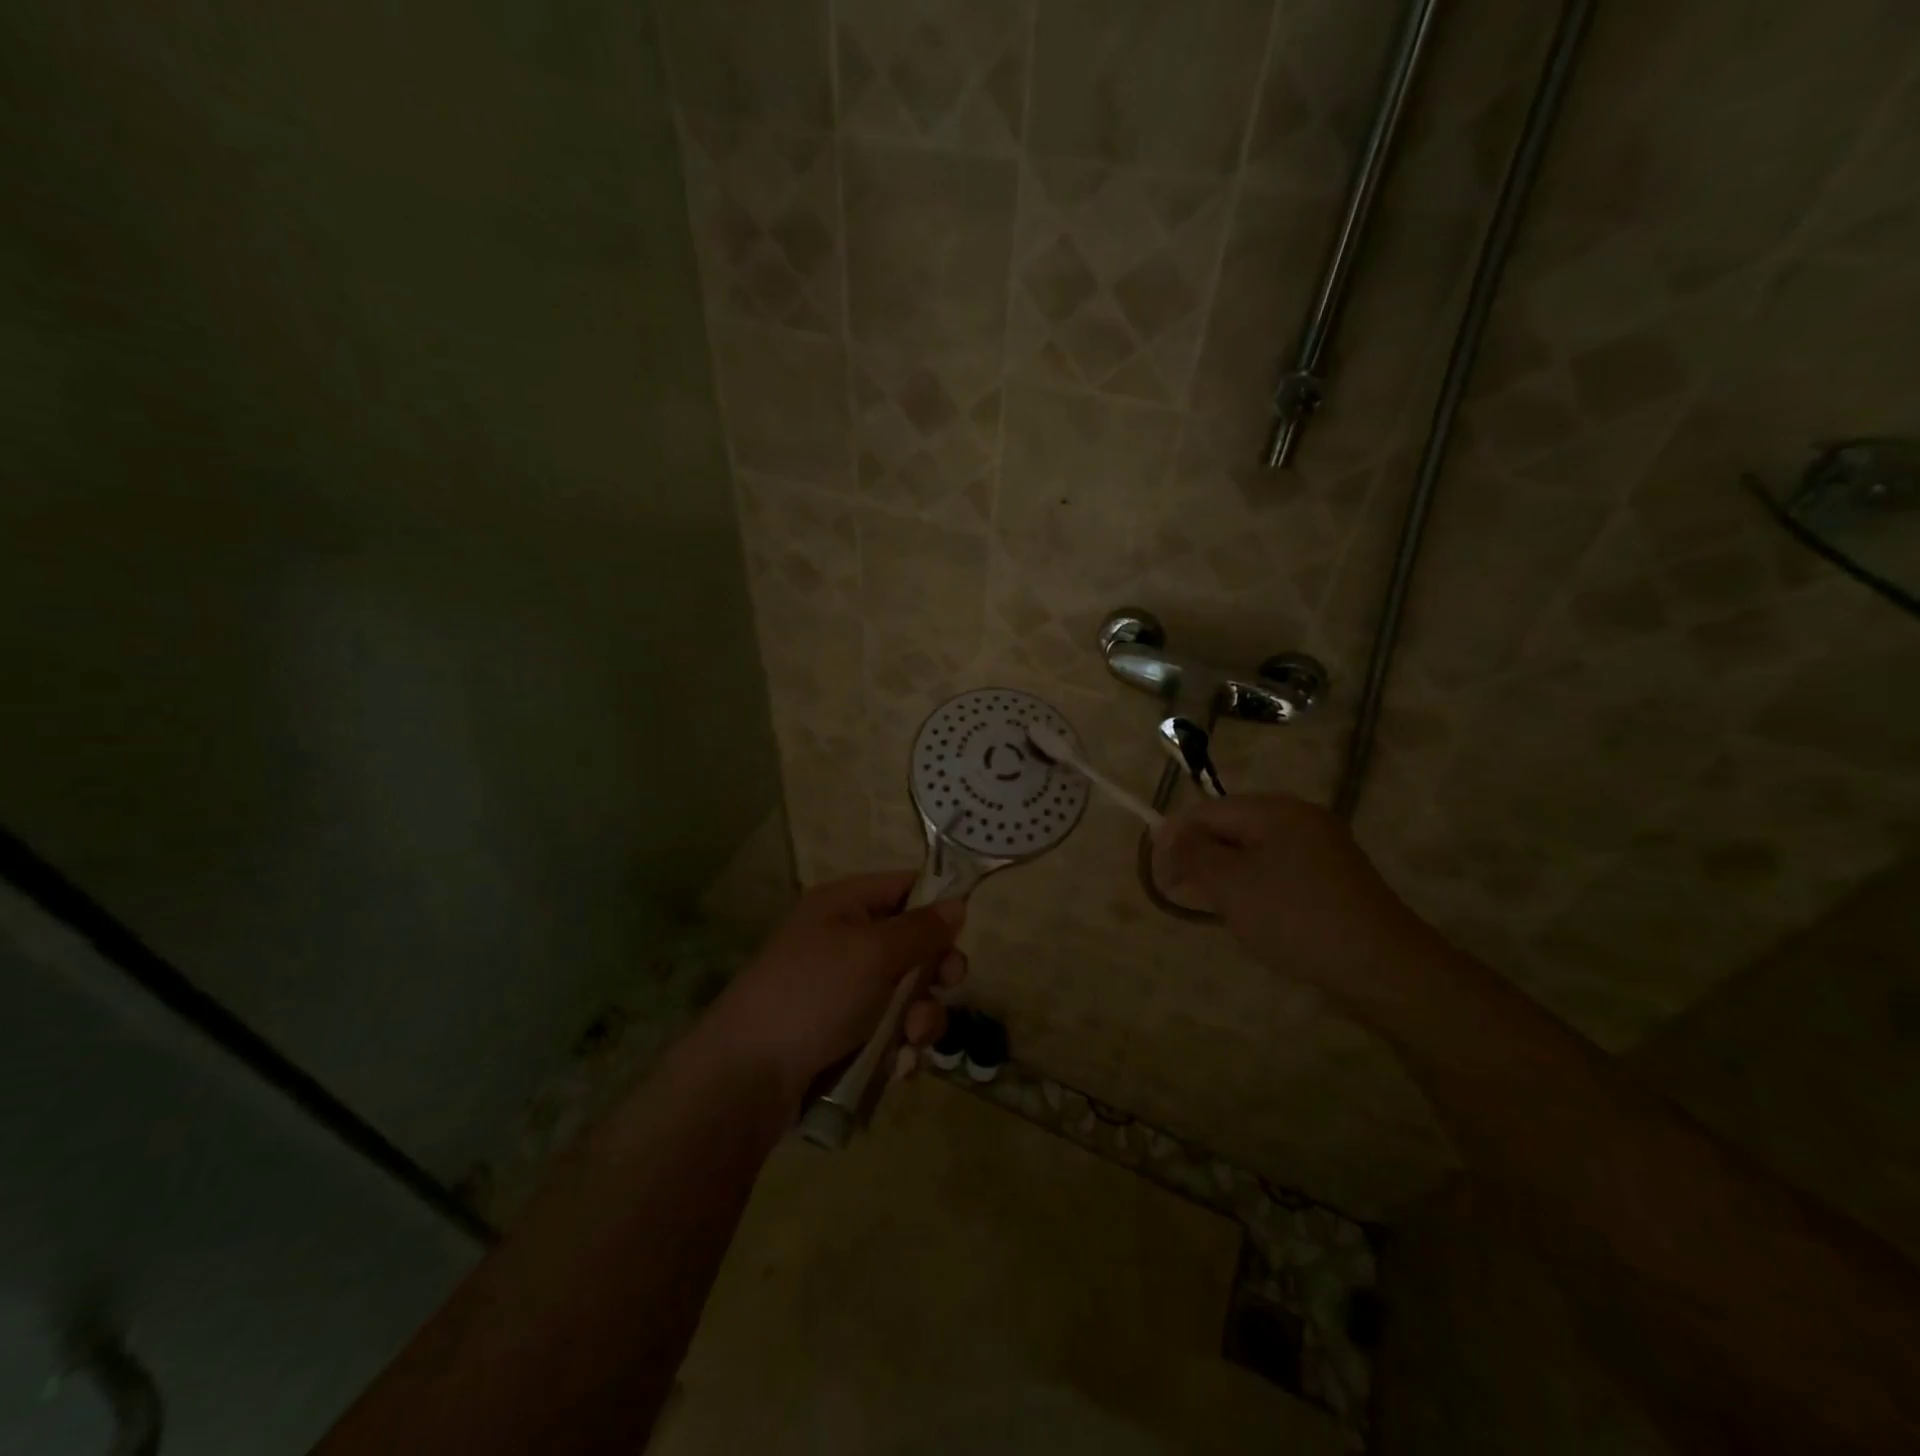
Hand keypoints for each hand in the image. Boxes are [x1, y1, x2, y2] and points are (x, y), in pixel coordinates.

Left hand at [707, 872, 967, 1103]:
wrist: (748, 1076)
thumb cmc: (814, 994)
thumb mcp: (873, 953)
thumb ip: (921, 929)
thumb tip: (956, 903)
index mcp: (845, 905)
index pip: (905, 887)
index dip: (937, 905)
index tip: (962, 933)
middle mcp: (845, 941)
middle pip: (913, 944)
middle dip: (934, 972)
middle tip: (945, 987)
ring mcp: (844, 990)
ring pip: (907, 994)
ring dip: (920, 1018)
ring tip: (910, 1041)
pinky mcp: (844, 1034)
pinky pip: (890, 1031)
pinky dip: (899, 1047)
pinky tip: (896, 1067)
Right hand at [1152, 793, 1434, 998]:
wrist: (1380, 966)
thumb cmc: (1295, 918)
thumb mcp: (1231, 885)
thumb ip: (1192, 853)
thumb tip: (1166, 832)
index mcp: (1274, 810)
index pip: (1206, 811)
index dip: (1175, 840)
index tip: (1160, 879)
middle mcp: (1299, 817)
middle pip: (1230, 826)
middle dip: (1200, 858)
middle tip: (1185, 896)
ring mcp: (1321, 846)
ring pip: (1253, 849)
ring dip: (1226, 874)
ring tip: (1216, 909)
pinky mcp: (1333, 875)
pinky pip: (1278, 867)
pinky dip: (1255, 885)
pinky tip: (1253, 914)